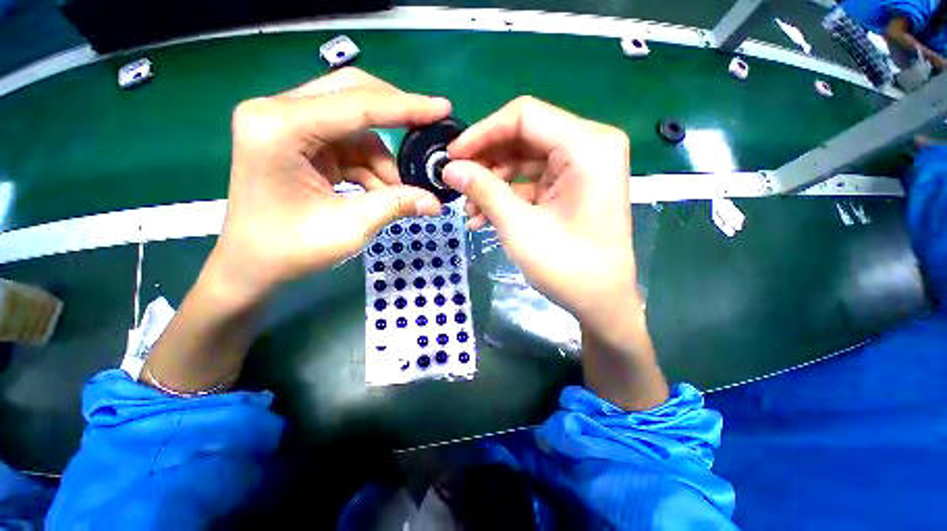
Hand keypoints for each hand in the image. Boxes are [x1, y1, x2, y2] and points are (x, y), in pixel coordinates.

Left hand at [211, 68, 449, 302]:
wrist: (252, 266)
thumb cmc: (290, 250)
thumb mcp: (351, 228)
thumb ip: (396, 206)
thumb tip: (436, 202)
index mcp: (280, 127)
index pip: (357, 105)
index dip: (406, 107)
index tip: (442, 108)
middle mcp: (277, 113)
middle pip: (352, 95)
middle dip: (394, 117)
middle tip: (426, 136)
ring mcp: (286, 125)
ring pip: (354, 124)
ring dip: (381, 158)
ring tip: (395, 194)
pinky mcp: (297, 141)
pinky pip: (347, 143)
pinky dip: (369, 167)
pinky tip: (377, 192)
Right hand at [444, 96, 636, 335]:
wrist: (601, 301)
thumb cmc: (567, 266)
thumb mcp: (519, 226)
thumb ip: (484, 190)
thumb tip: (449, 168)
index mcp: (587, 145)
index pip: (524, 116)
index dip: (482, 133)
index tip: (452, 156)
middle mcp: (589, 146)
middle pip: (523, 137)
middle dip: (486, 163)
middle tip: (457, 186)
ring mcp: (582, 167)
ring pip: (524, 161)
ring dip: (493, 184)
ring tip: (469, 210)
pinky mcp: (573, 187)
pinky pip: (532, 181)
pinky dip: (508, 196)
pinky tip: (484, 217)